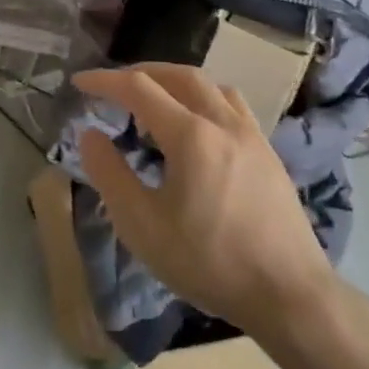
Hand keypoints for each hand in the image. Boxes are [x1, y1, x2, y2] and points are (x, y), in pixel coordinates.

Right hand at [72, 62, 337, 343]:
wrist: (290, 296)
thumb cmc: (209, 262)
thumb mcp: (142, 225)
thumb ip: (109, 174)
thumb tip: (90, 135)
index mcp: (190, 135)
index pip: (139, 88)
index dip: (104, 80)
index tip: (79, 83)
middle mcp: (223, 123)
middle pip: (179, 75)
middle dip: (141, 72)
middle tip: (114, 86)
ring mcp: (252, 137)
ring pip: (211, 86)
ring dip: (176, 82)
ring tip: (155, 101)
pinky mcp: (269, 155)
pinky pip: (232, 105)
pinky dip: (204, 99)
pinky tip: (198, 126)